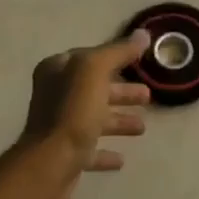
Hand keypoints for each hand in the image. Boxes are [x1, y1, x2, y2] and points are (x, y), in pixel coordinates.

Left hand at [16, 30, 152, 198]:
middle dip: (121, 92)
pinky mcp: (64, 156)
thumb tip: (142, 34)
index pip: (89, 57)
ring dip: (118, 121)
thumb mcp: (96, 70)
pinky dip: (106, 152)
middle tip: (148, 97)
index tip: (139, 63)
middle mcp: (54, 95)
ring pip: (94, 118)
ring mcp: (58, 127)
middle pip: (94, 89)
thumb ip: (119, 51)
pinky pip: (89, 150)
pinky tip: (121, 159)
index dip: (114, 58)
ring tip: (142, 128)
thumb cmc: (73, 111)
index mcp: (56, 71)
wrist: (51, 164)